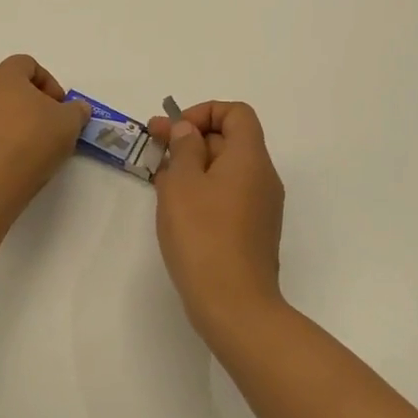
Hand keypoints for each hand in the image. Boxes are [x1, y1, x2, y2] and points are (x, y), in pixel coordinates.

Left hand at [0, 55, 90, 204]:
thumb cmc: (29, 141)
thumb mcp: (67, 125)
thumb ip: (76, 112)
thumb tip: (77, 108)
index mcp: (5, 76)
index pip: (27, 65)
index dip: (47, 83)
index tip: (59, 107)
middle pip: (5, 88)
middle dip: (26, 105)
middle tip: (43, 129)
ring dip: (5, 126)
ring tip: (22, 154)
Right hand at [147, 101, 286, 340]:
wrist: (234, 305)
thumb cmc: (203, 235)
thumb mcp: (182, 183)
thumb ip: (183, 148)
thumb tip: (188, 131)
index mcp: (250, 158)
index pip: (236, 113)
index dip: (204, 112)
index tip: (175, 131)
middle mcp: (262, 177)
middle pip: (230, 140)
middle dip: (191, 139)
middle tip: (154, 147)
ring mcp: (261, 206)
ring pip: (226, 169)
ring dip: (193, 165)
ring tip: (159, 178)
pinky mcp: (253, 231)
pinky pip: (228, 195)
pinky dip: (203, 190)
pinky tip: (176, 206)